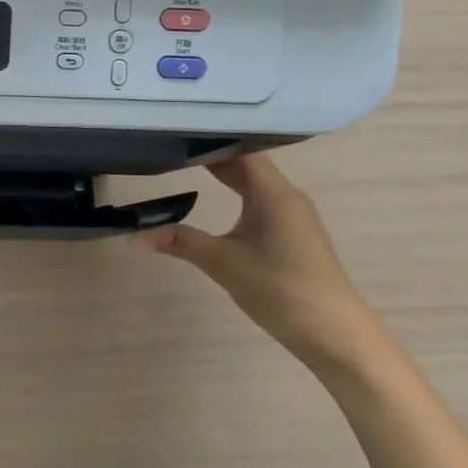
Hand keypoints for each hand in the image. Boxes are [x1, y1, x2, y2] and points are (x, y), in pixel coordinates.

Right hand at [135, 152, 388, 378]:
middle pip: (246, 164)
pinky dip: (233, 192)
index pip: (240, 151)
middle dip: (209, 154)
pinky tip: (212, 197)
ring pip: (252, 182)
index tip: (174, 130)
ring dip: (222, 173)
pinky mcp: (290, 234)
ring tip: (182, 164)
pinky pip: (258, 200)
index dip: (209, 139)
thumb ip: (179, 241)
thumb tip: (132, 236)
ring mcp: (291, 216)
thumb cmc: (282, 289)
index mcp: (274, 194)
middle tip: (168, 145)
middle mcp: (286, 197)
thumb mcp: (223, 263)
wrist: (335, 336)